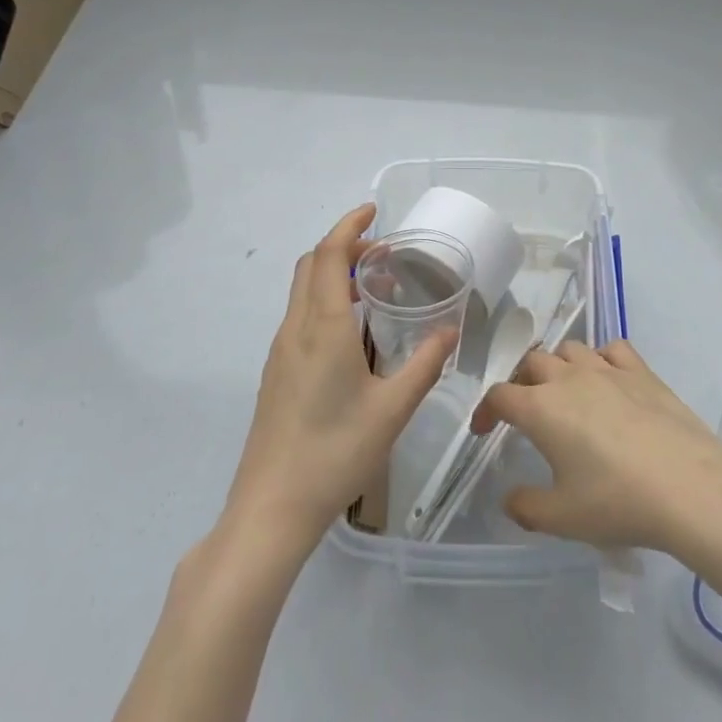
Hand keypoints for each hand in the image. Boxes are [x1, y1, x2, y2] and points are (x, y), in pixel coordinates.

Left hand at [226, 203, 455, 550]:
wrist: (271, 509)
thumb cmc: (335, 453)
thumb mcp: (392, 409)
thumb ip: (424, 364)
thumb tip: (450, 329)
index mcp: (322, 327)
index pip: (327, 255)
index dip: (348, 226)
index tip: (373, 212)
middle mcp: (295, 329)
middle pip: (311, 265)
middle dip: (344, 247)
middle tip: (384, 253)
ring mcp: (280, 351)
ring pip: (303, 291)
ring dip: (334, 274)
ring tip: (375, 289)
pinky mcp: (276, 372)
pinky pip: (300, 316)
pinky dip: (325, 301)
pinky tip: (353, 333)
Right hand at [470, 338, 721, 559]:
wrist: (688, 486)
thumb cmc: (617, 501)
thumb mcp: (563, 518)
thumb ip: (527, 507)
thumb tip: (510, 498)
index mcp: (540, 408)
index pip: (499, 395)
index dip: (485, 411)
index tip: (484, 430)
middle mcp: (567, 378)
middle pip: (531, 362)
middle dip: (520, 382)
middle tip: (525, 409)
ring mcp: (606, 369)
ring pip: (569, 349)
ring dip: (558, 365)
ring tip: (564, 390)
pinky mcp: (640, 370)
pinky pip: (611, 350)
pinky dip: (600, 359)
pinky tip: (607, 380)